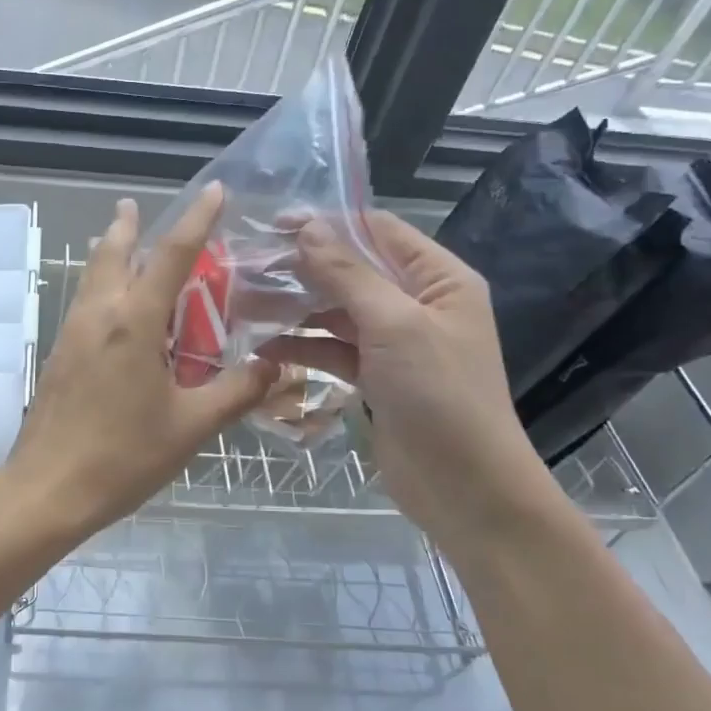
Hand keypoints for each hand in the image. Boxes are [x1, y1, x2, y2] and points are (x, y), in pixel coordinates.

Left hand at [4, 185, 278, 537]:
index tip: (214, 190)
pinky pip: (84, 305)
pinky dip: (100, 287)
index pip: (171, 255)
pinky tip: (110, 308)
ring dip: (108, 253)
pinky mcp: (59, 357)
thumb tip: (276, 366)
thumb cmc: (123, 456)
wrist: (47, 489)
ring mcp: (72, 335)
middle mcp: (98, 316)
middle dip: (126, 226)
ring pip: (91, 278)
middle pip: (111, 254)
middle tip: (134, 206)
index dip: (196, 219)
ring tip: (119, 241)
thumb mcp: (191, 426)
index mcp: (133, 323)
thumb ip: (236, 391)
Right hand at [262, 210, 557, 546]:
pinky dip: (303, 347)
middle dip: (302, 269)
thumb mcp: (394, 325)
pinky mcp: (376, 377)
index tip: (273, 224)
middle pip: (352, 271)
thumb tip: (307, 228)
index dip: (328, 223)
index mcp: (439, 279)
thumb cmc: (439, 393)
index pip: (379, 231)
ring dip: (295, 309)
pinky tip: (264, 349)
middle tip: (247, 267)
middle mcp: (418, 303)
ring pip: (337, 312)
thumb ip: (348, 274)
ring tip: (245, 306)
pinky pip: (333, 350)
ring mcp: (396, 343)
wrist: (465, 487)